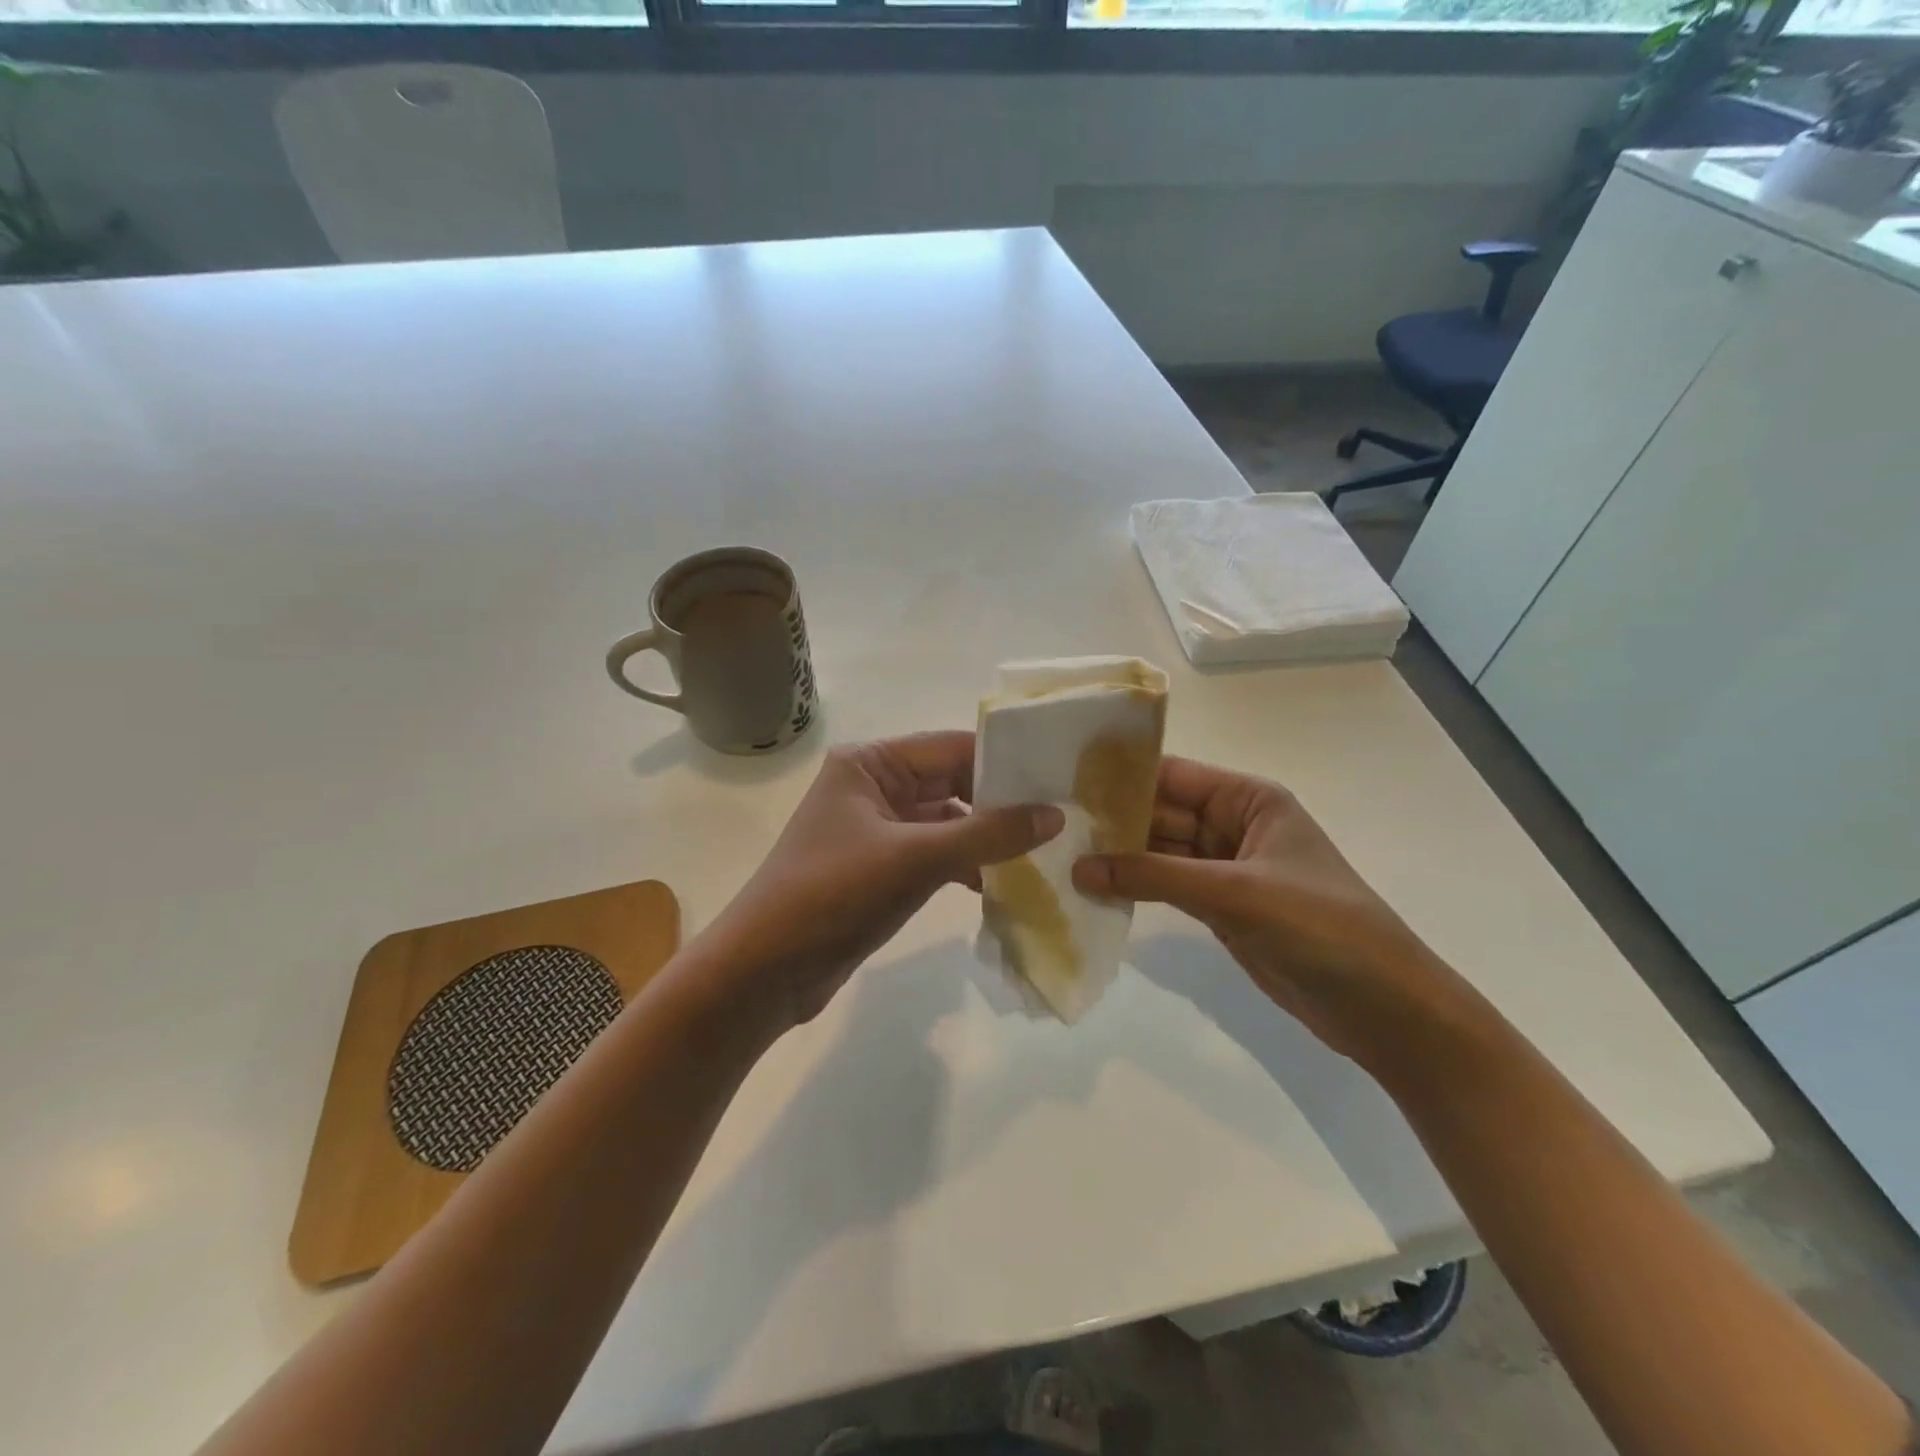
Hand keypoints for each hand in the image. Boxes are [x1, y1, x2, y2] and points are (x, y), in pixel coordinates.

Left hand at [698, 732, 1062, 1031]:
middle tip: (1060, 819)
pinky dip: (964, 866)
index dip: (1005, 763)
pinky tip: (998, 885)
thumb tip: (1055, 814)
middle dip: (999, 803)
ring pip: (946, 822)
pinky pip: (934, 854)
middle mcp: (872, 786)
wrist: (762, 973)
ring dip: (985, 839)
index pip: (952, 748)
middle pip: (951, 783)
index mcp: (870, 763)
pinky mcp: (879, 868)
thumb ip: (988, 834)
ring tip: (1040, 853)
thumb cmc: (833, 896)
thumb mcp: (915, 859)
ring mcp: (875, 829)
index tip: (1058, 781)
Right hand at [1072, 756, 1474, 1066]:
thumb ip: (1154, 877)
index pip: (1173, 775)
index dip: (1122, 777)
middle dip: (1113, 820)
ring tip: (1061, 855)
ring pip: (1160, 853)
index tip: (1064, 780)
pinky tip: (1095, 889)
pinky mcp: (1221, 909)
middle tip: (1052, 824)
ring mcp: (1226, 870)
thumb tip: (1079, 868)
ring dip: (1120, 857)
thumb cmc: (1319, 928)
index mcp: (1249, 800)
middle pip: (1162, 813)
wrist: (1383, 1008)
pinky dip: (1136, 889)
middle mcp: (1234, 826)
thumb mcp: (1234, 893)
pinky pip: (1168, 888)